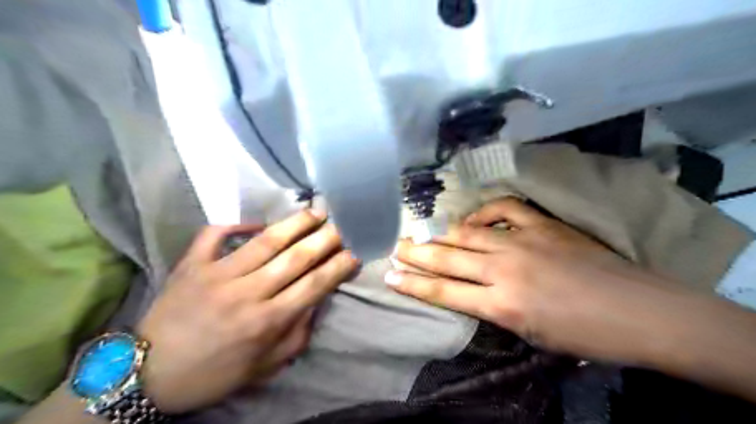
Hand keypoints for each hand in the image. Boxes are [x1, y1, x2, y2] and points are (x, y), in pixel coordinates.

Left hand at [136, 210, 359, 412]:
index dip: (338, 266)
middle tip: (342, 225)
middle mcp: (247, 293)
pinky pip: (216, 234)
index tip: (355, 252)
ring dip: (295, 224)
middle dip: (325, 239)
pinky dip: (237, 222)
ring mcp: (217, 275)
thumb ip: (296, 334)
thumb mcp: (264, 366)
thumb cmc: (214, 373)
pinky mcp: (192, 264)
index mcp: (267, 322)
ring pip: (265, 241)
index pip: (314, 285)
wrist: (148, 374)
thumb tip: (315, 301)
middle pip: (296, 258)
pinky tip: (258, 220)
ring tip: (316, 211)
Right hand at [386, 198, 682, 364]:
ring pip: (468, 233)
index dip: (413, 285)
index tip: (390, 276)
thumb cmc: (586, 336)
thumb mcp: (532, 336)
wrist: (640, 311)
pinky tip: (473, 218)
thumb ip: (496, 310)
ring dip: (440, 233)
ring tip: (420, 232)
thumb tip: (471, 293)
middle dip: (416, 254)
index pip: (444, 293)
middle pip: (448, 258)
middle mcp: (505, 269)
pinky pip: (504, 209)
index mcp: (503, 305)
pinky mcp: (542, 225)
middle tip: (394, 247)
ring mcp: (523, 241)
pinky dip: (484, 212)